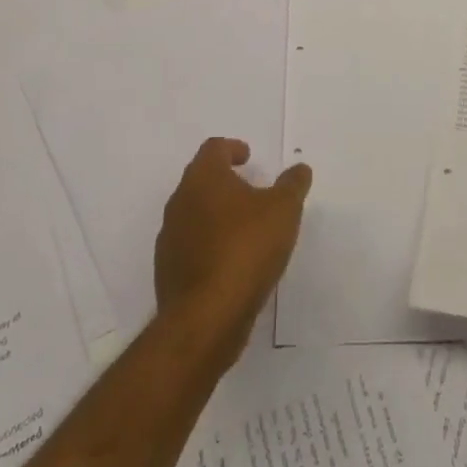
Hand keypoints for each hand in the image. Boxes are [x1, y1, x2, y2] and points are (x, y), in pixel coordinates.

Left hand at [154, 138, 311, 364]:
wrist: (205, 318)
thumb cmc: (246, 249)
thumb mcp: (283, 210)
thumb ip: (293, 185)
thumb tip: (299, 169)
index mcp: (203, 178)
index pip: (213, 149)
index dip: (232, 148)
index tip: (247, 157)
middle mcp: (180, 201)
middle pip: (200, 179)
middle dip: (225, 181)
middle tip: (250, 190)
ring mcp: (170, 238)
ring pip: (193, 213)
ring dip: (216, 214)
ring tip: (244, 228)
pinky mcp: (167, 272)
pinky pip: (190, 246)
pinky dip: (209, 245)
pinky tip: (230, 262)